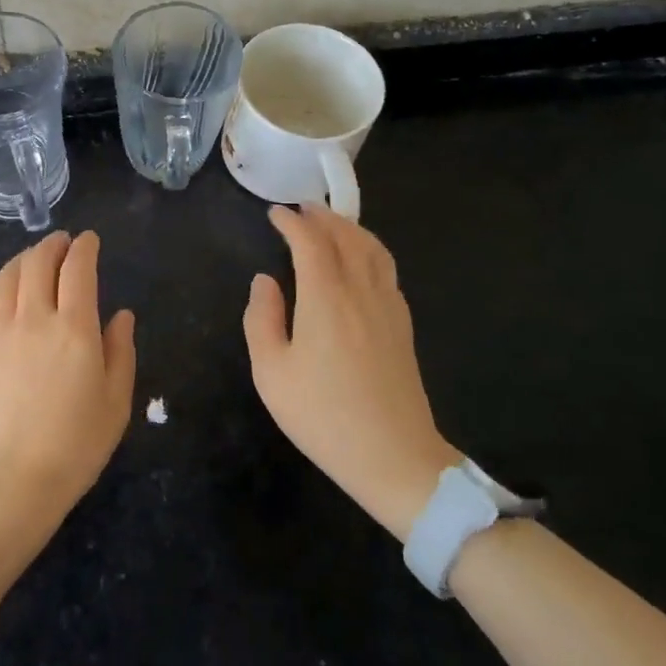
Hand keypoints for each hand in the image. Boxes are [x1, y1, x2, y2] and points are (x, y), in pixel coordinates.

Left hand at [0, 230, 135, 523]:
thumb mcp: (116, 401)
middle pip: (38, 263)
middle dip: (51, 245)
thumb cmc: (75, 444)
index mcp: (74, 326)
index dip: (85, 248)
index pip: (78, 269)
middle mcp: (33, 318)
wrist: (12, 480)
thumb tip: (121, 315)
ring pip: (4, 280)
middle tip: (60, 243)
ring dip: (20, 262)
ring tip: (30, 260)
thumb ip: (120, 351)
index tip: (89, 240)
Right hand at [243, 203, 460, 539]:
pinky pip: (387, 270)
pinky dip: (370, 250)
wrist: (394, 457)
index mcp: (326, 298)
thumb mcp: (272, 373)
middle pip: (346, 237)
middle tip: (302, 208)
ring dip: (350, 228)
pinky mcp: (403, 325)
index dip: (292, 223)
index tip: (274, 213)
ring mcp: (388, 307)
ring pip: (373, 249)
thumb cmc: (323, 416)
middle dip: (322, 217)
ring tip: (331, 224)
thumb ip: (262, 319)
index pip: (310, 243)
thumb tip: (264, 281)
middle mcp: (361, 291)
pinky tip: (360, 261)